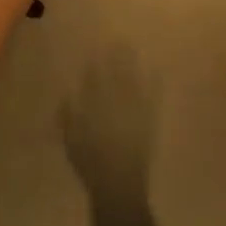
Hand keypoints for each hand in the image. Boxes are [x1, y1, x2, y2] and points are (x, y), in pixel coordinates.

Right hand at [61, 49, 154, 200]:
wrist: (119, 185)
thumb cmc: (91, 166)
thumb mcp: (71, 143)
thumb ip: (68, 119)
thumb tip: (67, 96)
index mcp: (94, 109)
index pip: (94, 81)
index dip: (96, 65)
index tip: (97, 49)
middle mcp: (114, 105)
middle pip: (115, 75)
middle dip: (117, 57)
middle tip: (119, 40)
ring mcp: (134, 111)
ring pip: (133, 81)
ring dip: (133, 64)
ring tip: (134, 47)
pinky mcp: (149, 120)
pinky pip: (152, 97)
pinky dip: (155, 83)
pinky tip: (159, 70)